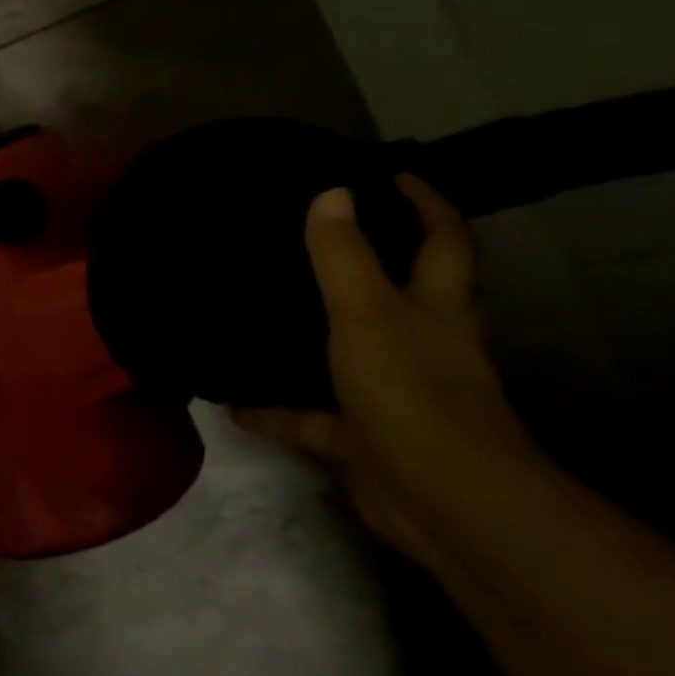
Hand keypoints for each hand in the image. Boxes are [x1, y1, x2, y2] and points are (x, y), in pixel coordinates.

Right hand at [234, 177, 544, 569]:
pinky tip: (232, 404)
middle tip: (315, 233)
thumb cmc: (411, 393)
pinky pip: (309, 416)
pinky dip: (274, 410)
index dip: (424, 204)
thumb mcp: (367, 315)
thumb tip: (330, 192)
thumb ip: (342, 258)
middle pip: (402, 292)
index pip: (441, 242)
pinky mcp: (362, 437)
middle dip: (371, 261)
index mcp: (436, 310)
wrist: (443, 502)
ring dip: (313, 334)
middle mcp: (422, 345)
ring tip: (263, 308)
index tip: (390, 173)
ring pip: (347, 352)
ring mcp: (391, 392)